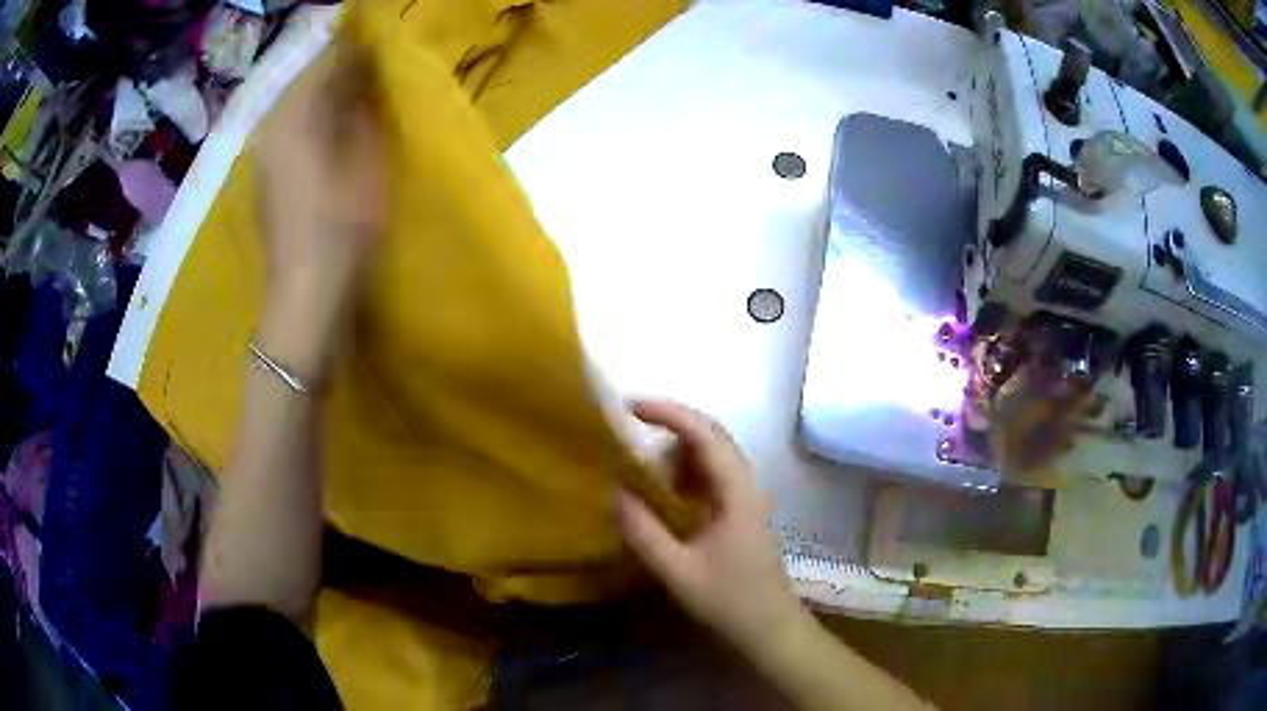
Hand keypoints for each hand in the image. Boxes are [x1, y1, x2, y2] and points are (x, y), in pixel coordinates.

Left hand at [253, 44, 383, 381]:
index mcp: (296, 115)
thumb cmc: (342, 229)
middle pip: (308, 79)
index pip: (328, 59)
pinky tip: (330, 131)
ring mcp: (262, 152)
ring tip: (357, 97)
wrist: (304, 297)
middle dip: (340, 69)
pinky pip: (289, 128)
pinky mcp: (263, 174)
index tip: (385, 45)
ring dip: (326, 95)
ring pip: (296, 103)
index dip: (358, 48)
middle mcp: (271, 125)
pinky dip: (311, 119)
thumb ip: (362, 110)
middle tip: (375, 70)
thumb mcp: (368, 162)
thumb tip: (362, 78)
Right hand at [618, 400, 805, 654]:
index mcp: (737, 493)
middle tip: (628, 431)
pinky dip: (684, 474)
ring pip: (712, 456)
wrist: (770, 629)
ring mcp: (747, 498)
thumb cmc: (729, 602)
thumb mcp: (678, 572)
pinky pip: (712, 478)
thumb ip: (644, 532)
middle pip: (712, 437)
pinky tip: (664, 495)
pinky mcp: (741, 513)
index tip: (630, 406)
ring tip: (640, 467)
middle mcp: (747, 486)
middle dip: (671, 426)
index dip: (669, 413)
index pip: (705, 435)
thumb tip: (614, 491)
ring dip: (677, 453)